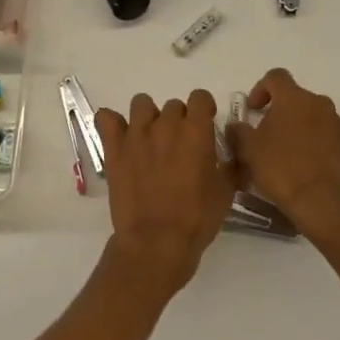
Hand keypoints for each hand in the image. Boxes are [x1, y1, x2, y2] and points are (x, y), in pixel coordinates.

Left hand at [95, 90, 236, 293]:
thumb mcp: (226, 192)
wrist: (156, 241)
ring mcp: (136, 134)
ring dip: (148, 118)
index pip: (200, 97)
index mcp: (196, 131)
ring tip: (150, 141)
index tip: (204, 125)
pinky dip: (112, 124)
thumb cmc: (196, 219)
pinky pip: (106, 119)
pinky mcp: (114, 148)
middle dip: (178, 121)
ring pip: (141, 105)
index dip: (204, 109)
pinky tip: (120, 139)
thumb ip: (231, 165)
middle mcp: (166, 125)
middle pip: (173, 105)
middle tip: (178, 147)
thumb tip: (233, 152)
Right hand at [228, 69, 339, 246]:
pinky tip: (310, 167)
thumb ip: (239, 132)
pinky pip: (331, 137)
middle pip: (297, 98)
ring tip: (290, 155)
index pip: (275, 77)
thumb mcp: (249, 151)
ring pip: (315, 118)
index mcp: (293, 98)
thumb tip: (237, 125)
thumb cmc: (282, 170)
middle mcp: (320, 104)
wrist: (327, 202)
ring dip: (301, 128)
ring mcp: (339, 124)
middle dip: (281, 112)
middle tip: (268, 137)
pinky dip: (319, 145)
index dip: (261, 89)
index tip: (253, 110)